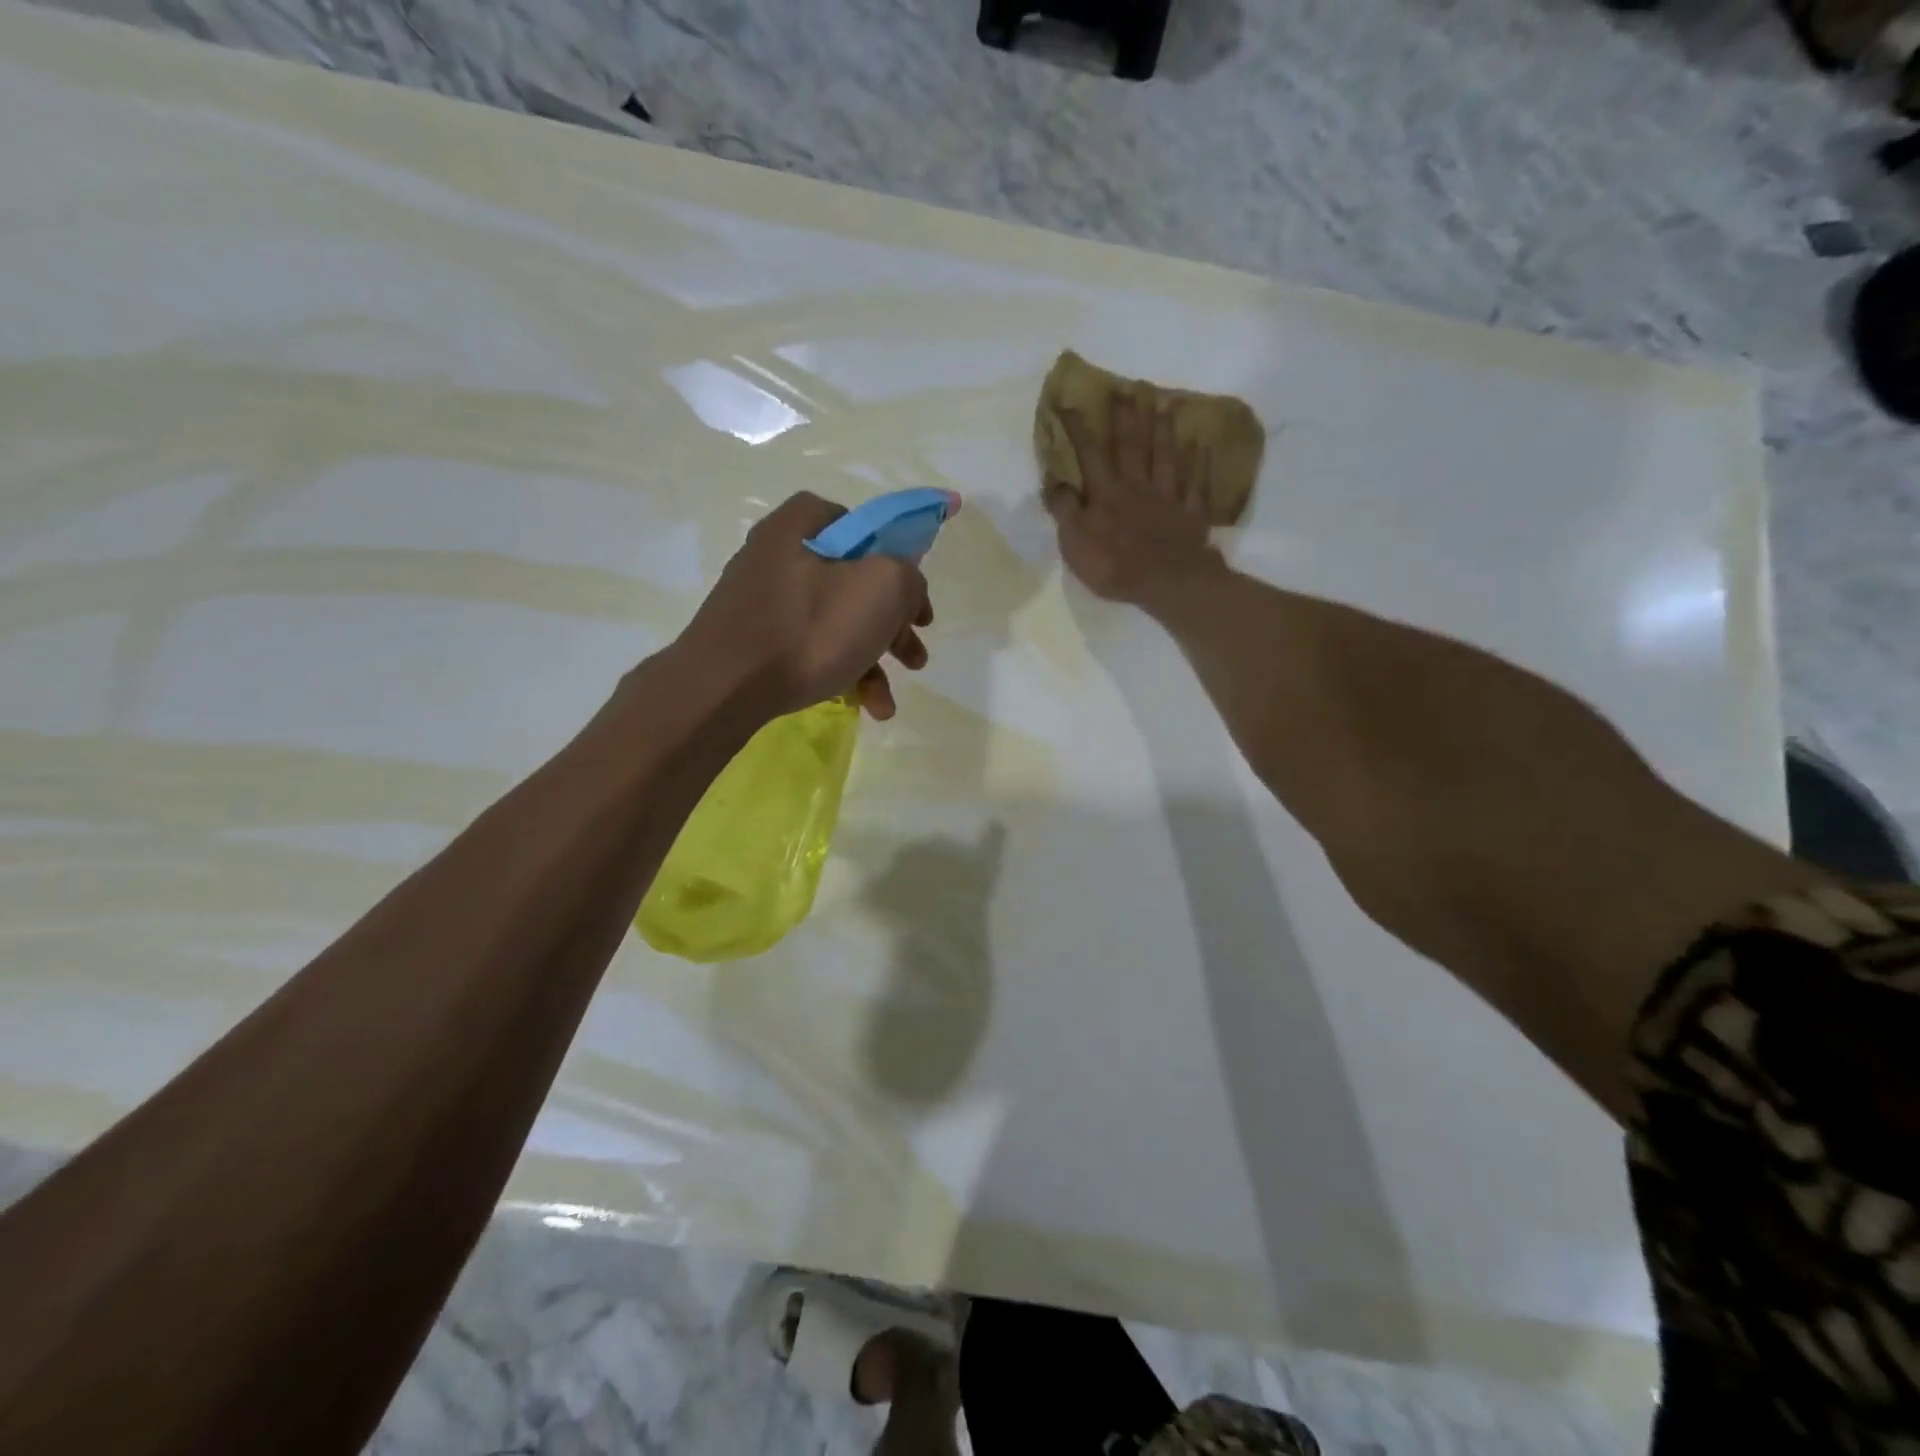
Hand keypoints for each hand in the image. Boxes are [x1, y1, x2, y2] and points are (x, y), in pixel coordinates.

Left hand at [675, 491, 944, 722]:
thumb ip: (909, 577)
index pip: (862, 525)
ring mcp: (761, 599)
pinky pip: (808, 646)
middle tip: (914, 655)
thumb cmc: (807, 630)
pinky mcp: (752, 639)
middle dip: (892, 625)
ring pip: (835, 621)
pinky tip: (861, 705)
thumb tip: (905, 589)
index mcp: (802, 525)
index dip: (897, 559)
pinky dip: (839, 671)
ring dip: (872, 660)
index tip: (912, 598)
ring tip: (886, 702)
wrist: (722, 690)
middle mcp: (777, 553)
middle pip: (854, 581)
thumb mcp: (882, 589)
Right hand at [1045, 392, 1221, 609]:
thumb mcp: (1075, 542)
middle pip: (1132, 446)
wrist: (1168, 582)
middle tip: (1129, 387)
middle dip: (1128, 416)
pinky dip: (1199, 463)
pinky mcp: (1191, 514)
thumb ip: (1065, 510)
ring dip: (1163, 430)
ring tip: (1164, 404)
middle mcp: (1137, 487)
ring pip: (1165, 457)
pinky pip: (1196, 483)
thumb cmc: (1114, 565)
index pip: (1089, 454)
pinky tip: (1201, 444)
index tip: (1069, 401)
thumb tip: (1053, 481)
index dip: (1078, 428)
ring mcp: (1168, 498)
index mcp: (1106, 494)